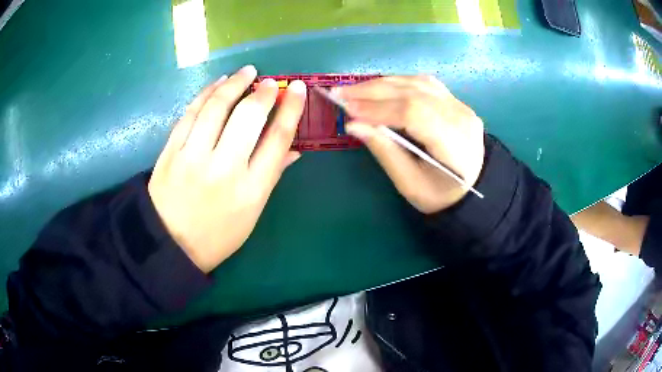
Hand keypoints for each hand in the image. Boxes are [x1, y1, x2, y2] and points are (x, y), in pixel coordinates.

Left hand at [148, 66, 305, 272]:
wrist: (171, 244)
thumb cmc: (218, 234)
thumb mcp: (252, 212)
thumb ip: (272, 175)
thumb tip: (293, 148)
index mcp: (251, 189)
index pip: (277, 139)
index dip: (291, 109)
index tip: (298, 89)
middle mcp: (224, 169)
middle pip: (248, 117)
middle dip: (263, 92)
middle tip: (270, 81)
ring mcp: (193, 158)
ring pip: (215, 108)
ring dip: (234, 84)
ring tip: (246, 72)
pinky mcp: (170, 152)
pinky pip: (189, 113)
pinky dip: (205, 93)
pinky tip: (217, 83)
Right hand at [335, 76, 484, 213]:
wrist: (471, 188)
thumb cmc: (440, 194)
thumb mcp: (410, 184)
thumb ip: (385, 151)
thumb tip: (353, 124)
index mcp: (455, 145)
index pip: (414, 113)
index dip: (378, 108)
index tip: (347, 110)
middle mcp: (461, 117)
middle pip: (414, 92)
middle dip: (373, 91)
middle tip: (340, 93)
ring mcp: (461, 105)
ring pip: (417, 83)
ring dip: (382, 83)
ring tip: (355, 90)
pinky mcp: (455, 101)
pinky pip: (424, 83)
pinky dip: (398, 82)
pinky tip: (380, 87)